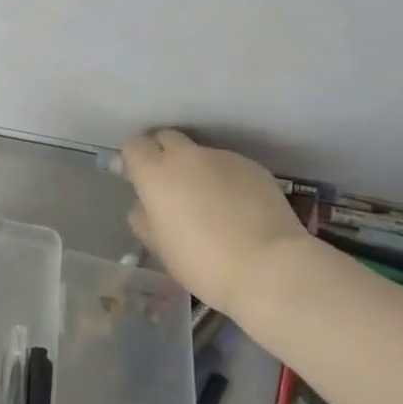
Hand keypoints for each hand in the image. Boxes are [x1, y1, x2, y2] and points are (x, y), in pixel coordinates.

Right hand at [121, 129, 311, 321]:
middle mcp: (187, 156)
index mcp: (156, 174)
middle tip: (171, 187)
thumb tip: (145, 205)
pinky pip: (229, 166)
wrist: (268, 266)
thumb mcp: (160, 247)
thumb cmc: (203, 262)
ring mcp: (223, 157)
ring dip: (198, 170)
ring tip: (212, 205)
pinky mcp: (253, 166)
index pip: (134, 145)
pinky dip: (226, 180)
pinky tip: (239, 210)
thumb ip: (145, 219)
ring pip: (200, 154)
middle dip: (163, 154)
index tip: (140, 181)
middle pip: (166, 137)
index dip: (135, 160)